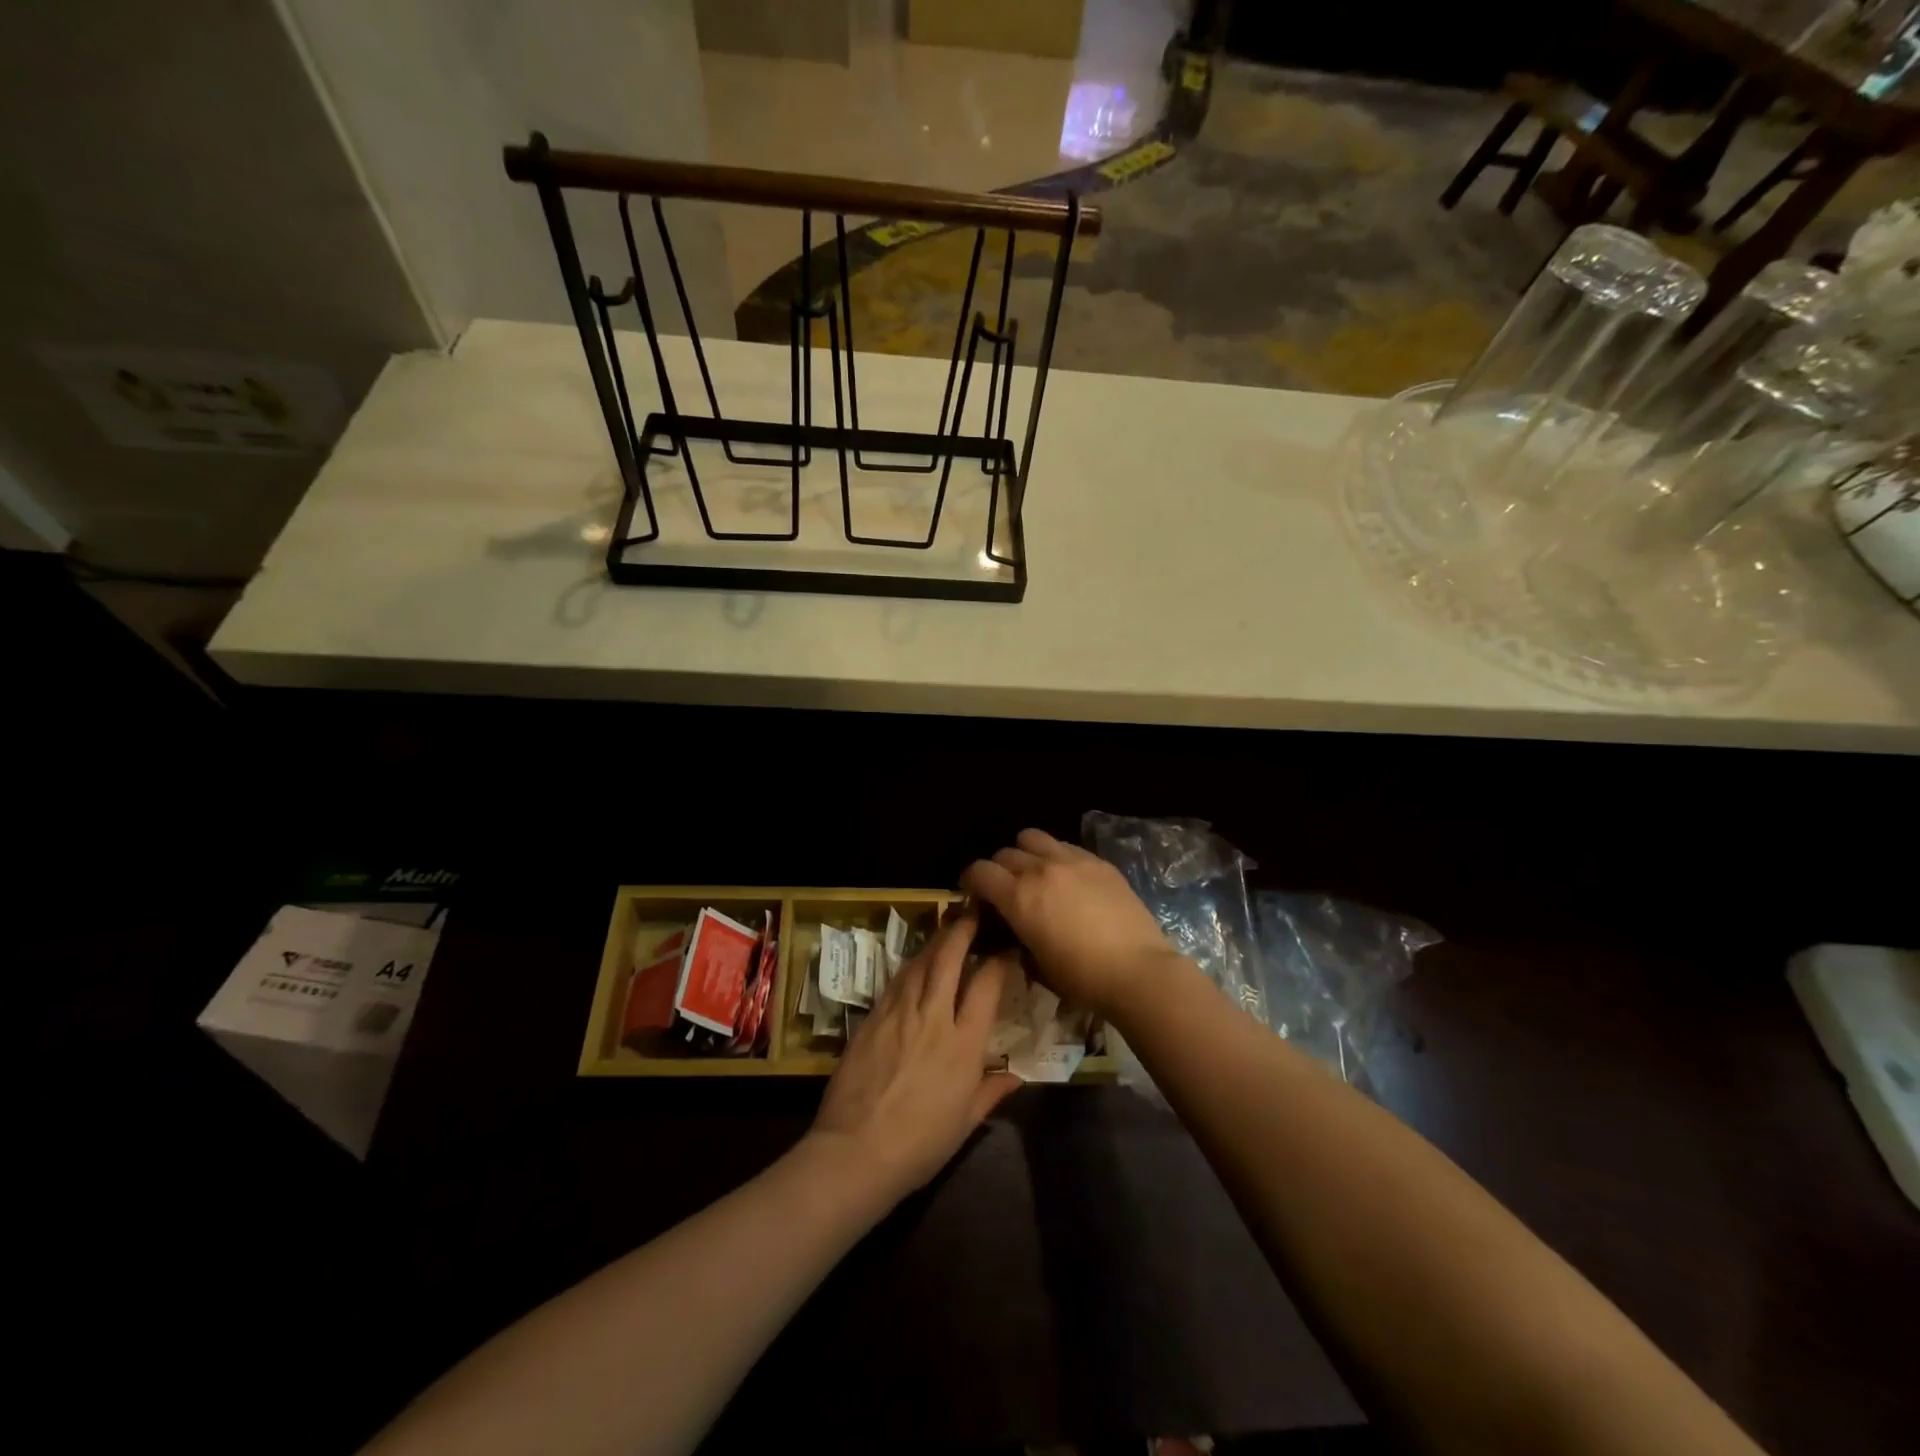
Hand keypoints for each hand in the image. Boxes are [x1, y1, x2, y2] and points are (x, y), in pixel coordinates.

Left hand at [808, 913, 1020, 1207]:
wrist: (856, 1152)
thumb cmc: (920, 1144)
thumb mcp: (965, 1122)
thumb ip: (992, 1091)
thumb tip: (1016, 1076)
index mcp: (963, 1044)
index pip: (986, 985)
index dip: (999, 960)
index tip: (1007, 948)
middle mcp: (933, 1017)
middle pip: (949, 958)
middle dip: (963, 930)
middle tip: (973, 912)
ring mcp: (899, 1013)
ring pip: (920, 962)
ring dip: (935, 941)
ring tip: (947, 928)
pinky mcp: (872, 1018)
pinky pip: (895, 981)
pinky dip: (910, 965)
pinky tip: (915, 961)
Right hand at [961, 828, 1185, 1016]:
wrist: (1138, 970)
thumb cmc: (1082, 978)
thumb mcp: (1036, 963)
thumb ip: (1016, 934)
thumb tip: (1011, 925)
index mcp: (1019, 896)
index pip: (979, 871)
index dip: (970, 881)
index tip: (974, 894)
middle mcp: (1040, 869)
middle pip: (1004, 854)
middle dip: (998, 870)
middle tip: (1006, 890)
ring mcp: (1071, 860)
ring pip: (1032, 838)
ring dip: (1025, 853)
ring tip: (1035, 874)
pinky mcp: (1098, 861)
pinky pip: (1065, 846)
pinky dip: (1056, 856)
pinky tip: (1068, 878)